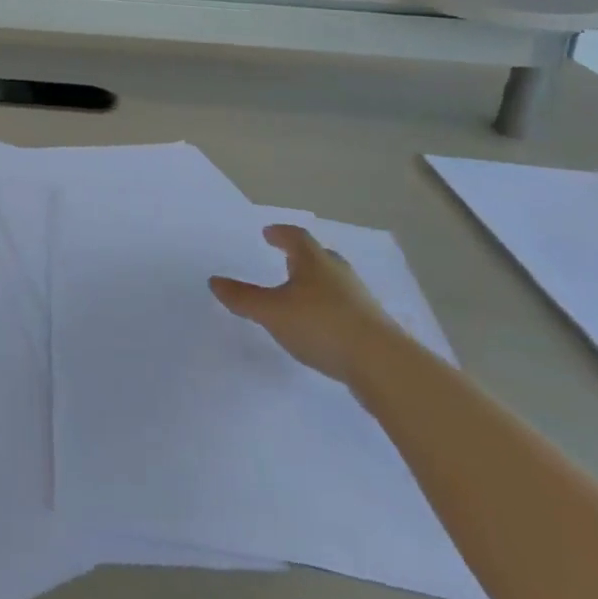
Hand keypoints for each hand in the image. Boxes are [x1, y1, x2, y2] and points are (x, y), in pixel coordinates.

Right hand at [210, 224, 399, 386]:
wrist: (383, 365)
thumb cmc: (321, 325)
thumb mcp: (272, 312)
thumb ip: (243, 298)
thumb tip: (214, 281)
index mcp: (314, 261)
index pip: (296, 237)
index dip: (280, 234)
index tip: (268, 233)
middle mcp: (339, 274)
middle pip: (320, 257)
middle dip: (301, 257)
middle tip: (286, 260)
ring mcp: (360, 300)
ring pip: (335, 283)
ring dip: (317, 285)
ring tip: (301, 295)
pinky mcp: (373, 327)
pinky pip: (345, 308)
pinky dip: (330, 310)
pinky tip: (322, 327)